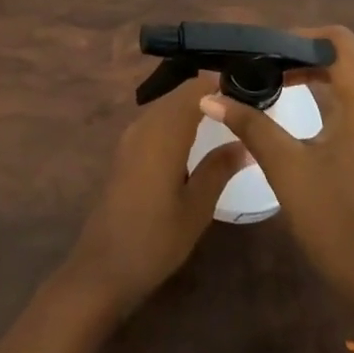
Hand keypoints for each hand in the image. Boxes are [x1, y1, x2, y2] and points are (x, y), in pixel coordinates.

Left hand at [65, 71, 247, 318]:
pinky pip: (155, 122)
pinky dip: (177, 120)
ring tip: (226, 118)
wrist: (103, 269)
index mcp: (164, 134)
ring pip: (166, 107)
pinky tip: (195, 138)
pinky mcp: (125, 153)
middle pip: (179, 94)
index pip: (195, 89)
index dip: (221, 84)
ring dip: (192, 106)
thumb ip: (220, 168)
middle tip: (244, 105)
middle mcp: (144, 127)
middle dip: (209, 93)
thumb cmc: (155, 241)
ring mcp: (130, 139)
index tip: (251, 90)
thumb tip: (246, 142)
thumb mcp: (196, 208)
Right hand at [198, 25, 353, 328]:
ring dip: (313, 72)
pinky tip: (294, 104)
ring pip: (350, 76)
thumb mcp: (286, 167)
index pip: (337, 42)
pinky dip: (325, 92)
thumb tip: (209, 96)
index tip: (260, 49)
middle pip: (345, 55)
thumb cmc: (333, 218)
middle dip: (301, 52)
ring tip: (269, 78)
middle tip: (259, 61)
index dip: (298, 38)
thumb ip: (250, 124)